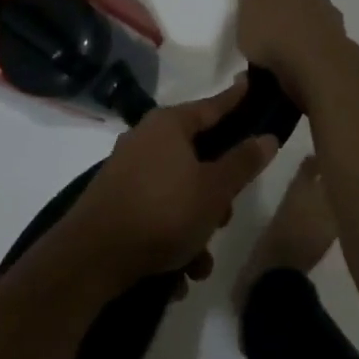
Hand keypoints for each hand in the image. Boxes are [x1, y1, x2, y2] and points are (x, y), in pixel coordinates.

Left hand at [66, 78, 278, 289]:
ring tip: (200, 262)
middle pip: (197, 155)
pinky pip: (156, 212)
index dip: (236, 99)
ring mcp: (127, 171)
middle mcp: (145, 139)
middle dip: (217, 191)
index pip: (213, 105)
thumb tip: (267, 136)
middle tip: (226, 215)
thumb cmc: (162, 212)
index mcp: (169, 125)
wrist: (91, 258)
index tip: (251, 84)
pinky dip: (171, 237)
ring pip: (178, 191)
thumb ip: (243, 162)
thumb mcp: (214, 190)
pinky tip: (178, 274)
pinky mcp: (115, 202)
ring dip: (195, 226)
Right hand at [236, 0, 346, 109]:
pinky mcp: (335, 52)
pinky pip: (313, 48)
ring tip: (277, 47)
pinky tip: (285, 67)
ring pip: (313, 21)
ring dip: (298, 31)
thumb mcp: (248, 15)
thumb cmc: (277, 32)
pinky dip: (302, 54)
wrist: (316, 67)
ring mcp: (331, 26)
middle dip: (294, 0)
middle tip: (279, 9)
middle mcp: (318, 0)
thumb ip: (250, 4)